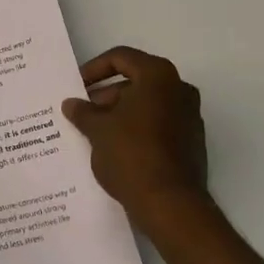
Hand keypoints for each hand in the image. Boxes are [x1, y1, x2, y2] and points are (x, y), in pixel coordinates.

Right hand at [62, 46, 211, 237]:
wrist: (171, 205)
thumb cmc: (131, 155)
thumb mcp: (97, 130)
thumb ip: (83, 112)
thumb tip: (72, 104)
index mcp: (158, 76)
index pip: (121, 58)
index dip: (94, 69)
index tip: (77, 86)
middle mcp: (179, 90)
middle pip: (136, 82)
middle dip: (106, 95)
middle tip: (83, 112)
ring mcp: (190, 117)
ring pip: (147, 105)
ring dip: (120, 114)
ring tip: (94, 132)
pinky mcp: (191, 142)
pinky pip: (158, 125)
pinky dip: (136, 130)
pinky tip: (115, 149)